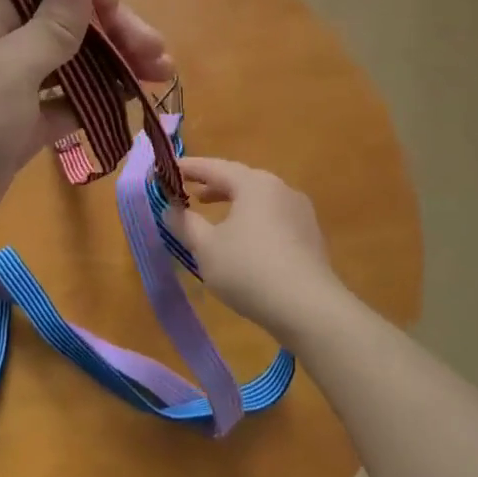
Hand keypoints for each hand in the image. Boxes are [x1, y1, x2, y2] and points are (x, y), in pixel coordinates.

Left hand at [0, 0, 171, 295]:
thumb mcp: (7, 71)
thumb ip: (50, 24)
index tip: (124, 19)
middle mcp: (2, 39)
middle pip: (68, 20)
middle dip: (115, 33)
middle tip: (160, 59)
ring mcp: (10, 85)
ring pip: (72, 62)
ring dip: (113, 67)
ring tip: (159, 81)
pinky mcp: (18, 126)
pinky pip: (64, 104)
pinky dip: (94, 104)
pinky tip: (128, 109)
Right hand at [168, 158, 356, 344]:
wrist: (309, 309)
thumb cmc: (249, 270)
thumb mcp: (205, 247)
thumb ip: (185, 223)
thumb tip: (170, 208)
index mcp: (254, 184)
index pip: (214, 167)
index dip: (188, 168)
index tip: (166, 170)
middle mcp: (281, 189)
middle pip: (240, 180)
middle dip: (212, 186)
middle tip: (189, 194)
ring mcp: (300, 213)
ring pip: (259, 200)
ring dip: (233, 205)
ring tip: (215, 218)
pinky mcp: (311, 238)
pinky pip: (274, 219)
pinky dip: (252, 221)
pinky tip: (244, 243)